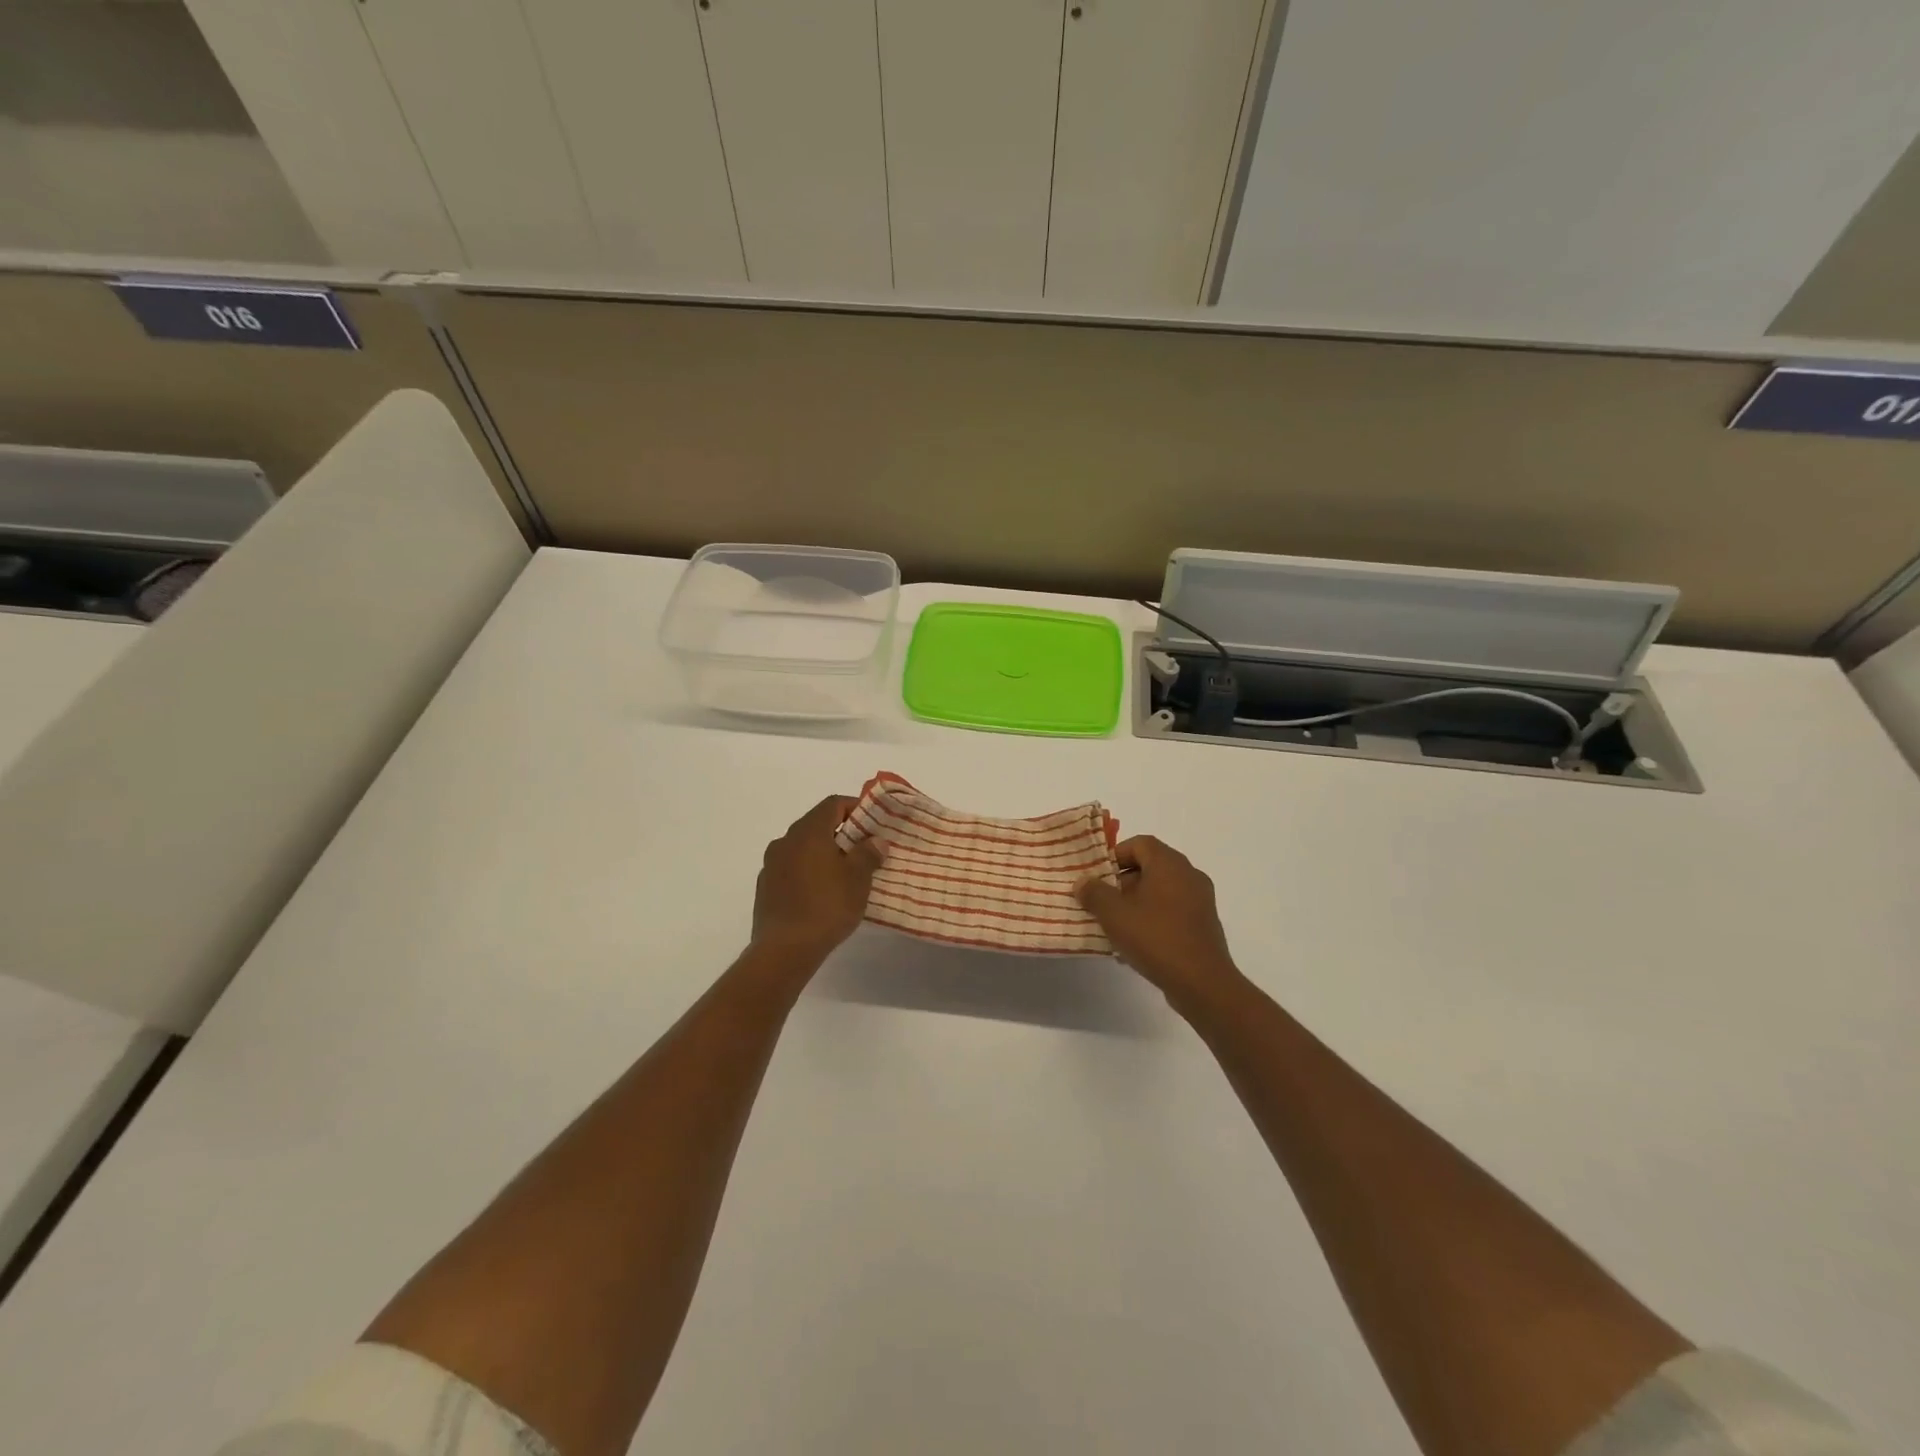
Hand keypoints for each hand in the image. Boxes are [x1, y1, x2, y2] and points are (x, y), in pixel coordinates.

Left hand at [751, 795, 881, 961]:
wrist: (784, 949)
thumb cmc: (827, 906)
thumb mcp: (858, 879)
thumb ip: (868, 853)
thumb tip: (875, 840)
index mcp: (808, 832)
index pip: (833, 804)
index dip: (855, 807)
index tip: (873, 823)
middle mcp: (785, 841)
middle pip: (816, 825)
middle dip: (841, 833)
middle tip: (863, 849)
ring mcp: (771, 864)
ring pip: (802, 848)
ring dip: (823, 854)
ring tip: (843, 874)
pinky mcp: (765, 888)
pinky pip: (791, 869)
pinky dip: (808, 872)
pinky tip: (821, 894)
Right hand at [1076, 836, 1243, 1011]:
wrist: (1202, 983)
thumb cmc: (1155, 938)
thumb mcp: (1114, 914)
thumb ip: (1094, 893)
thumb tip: (1083, 882)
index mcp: (1170, 864)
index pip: (1140, 843)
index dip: (1116, 854)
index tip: (1098, 876)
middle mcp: (1189, 875)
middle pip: (1150, 867)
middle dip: (1123, 882)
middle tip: (1102, 901)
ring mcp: (1200, 901)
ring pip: (1161, 891)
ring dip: (1136, 903)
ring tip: (1115, 925)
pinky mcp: (1203, 925)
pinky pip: (1172, 912)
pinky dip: (1153, 919)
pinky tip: (1136, 945)